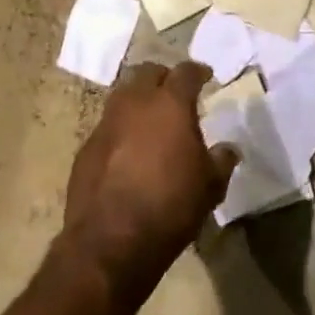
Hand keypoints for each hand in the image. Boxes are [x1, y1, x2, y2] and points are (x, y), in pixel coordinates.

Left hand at [60, 61, 238, 304]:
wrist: (109, 242)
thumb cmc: (170, 206)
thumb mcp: (210, 186)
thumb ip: (221, 160)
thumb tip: (228, 149)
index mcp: (170, 103)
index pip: (186, 71)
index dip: (198, 72)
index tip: (206, 77)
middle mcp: (135, 103)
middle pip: (148, 72)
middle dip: (163, 78)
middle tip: (175, 93)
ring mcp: (106, 123)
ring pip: (123, 95)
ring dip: (138, 100)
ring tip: (151, 119)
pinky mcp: (87, 148)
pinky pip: (108, 126)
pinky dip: (121, 130)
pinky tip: (128, 151)